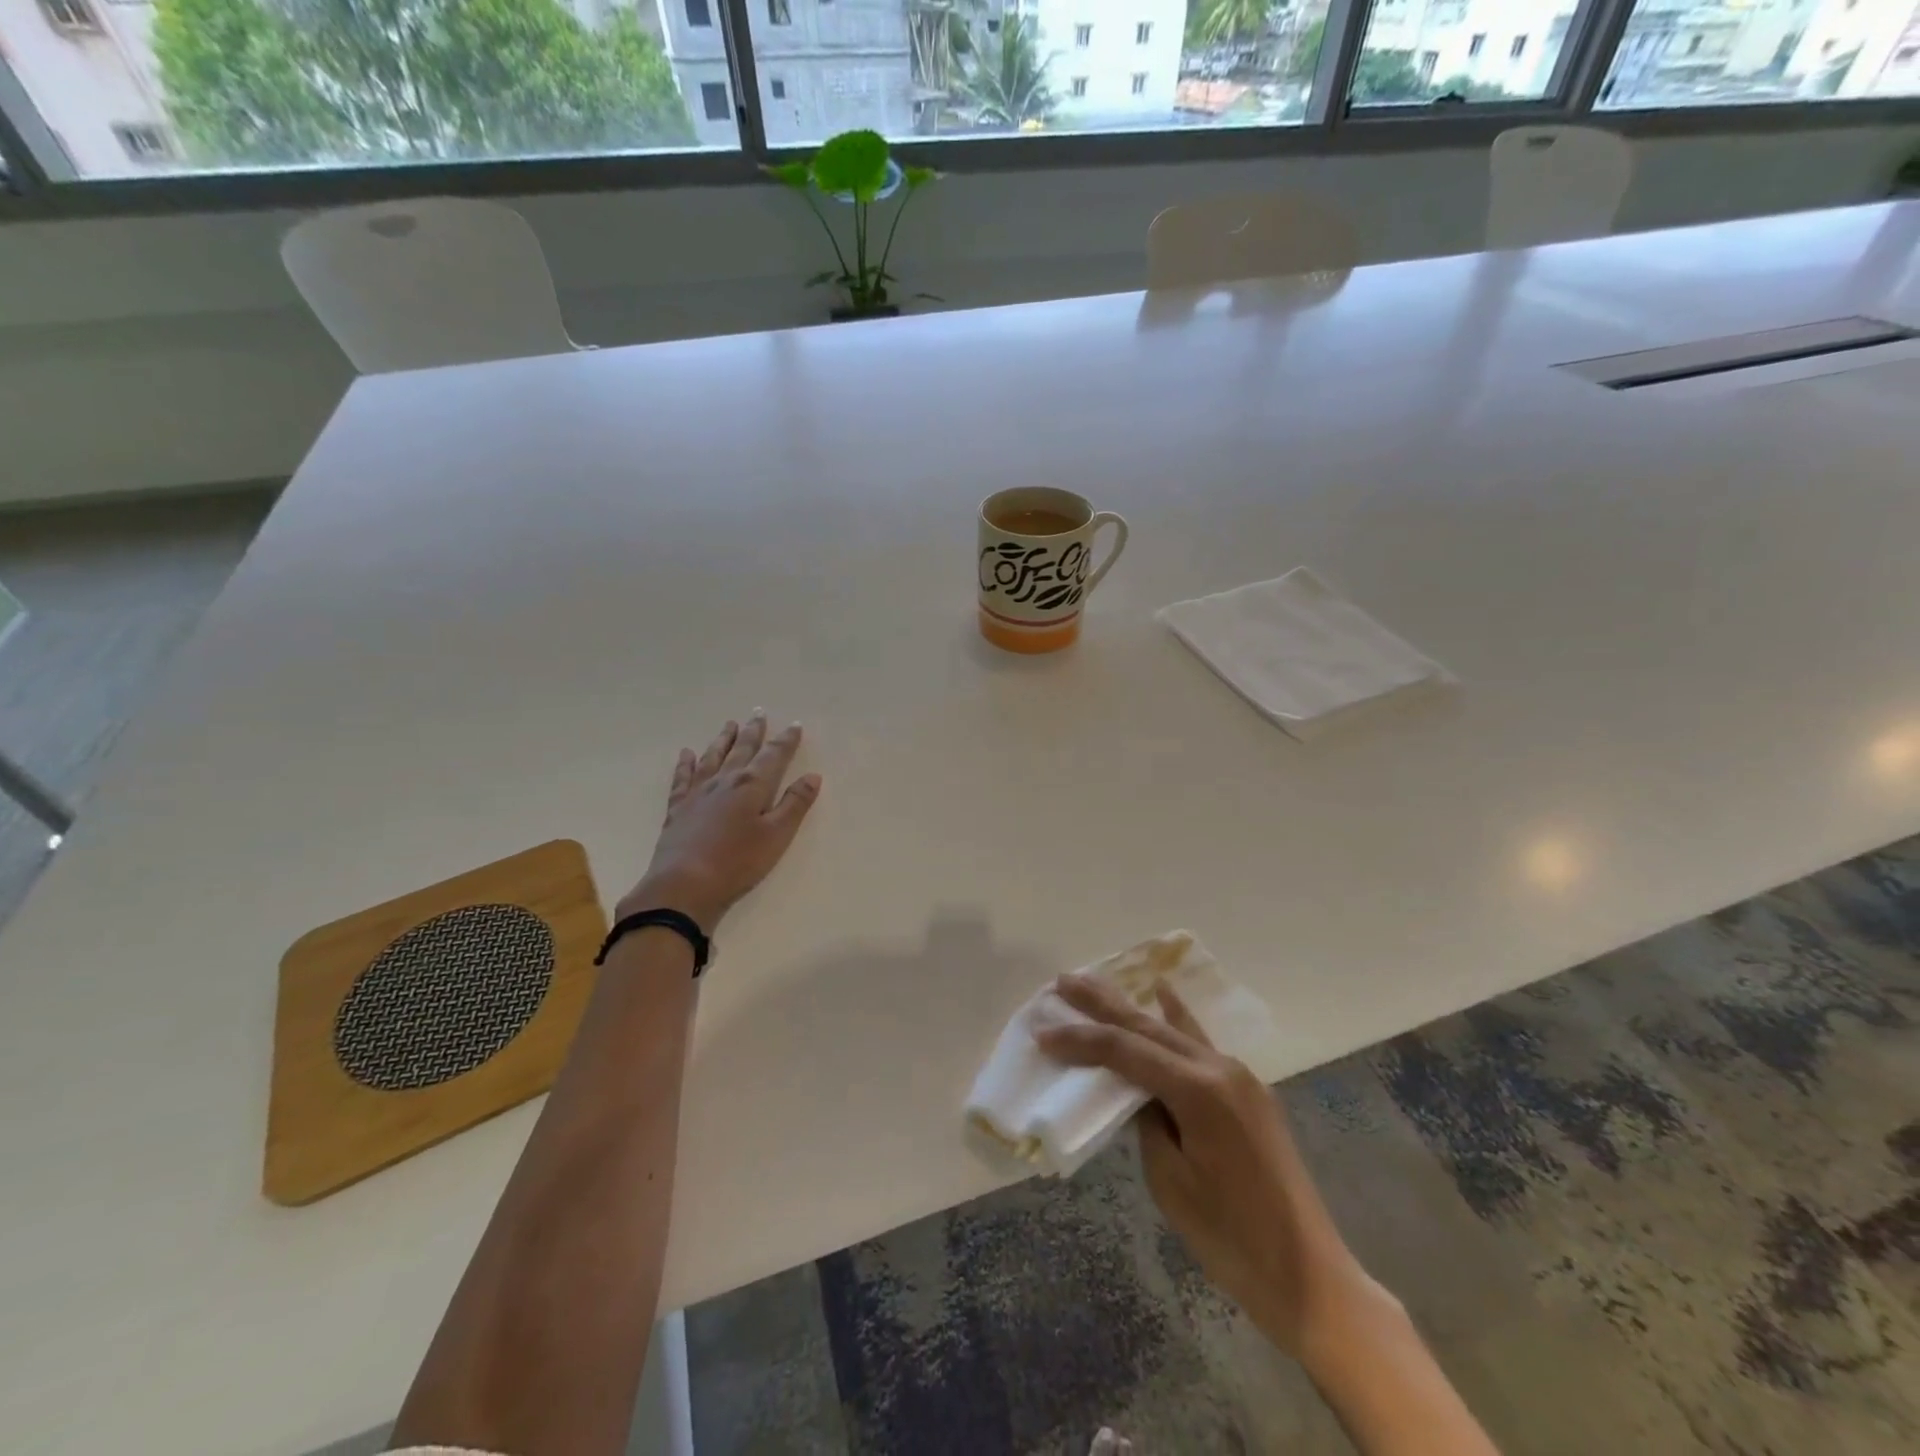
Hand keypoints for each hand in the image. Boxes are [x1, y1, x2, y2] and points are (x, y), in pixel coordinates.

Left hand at [619, 712, 820, 934]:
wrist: (683, 885)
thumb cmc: (737, 862)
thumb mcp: (777, 836)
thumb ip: (794, 804)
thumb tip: (812, 776)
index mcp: (752, 785)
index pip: (774, 755)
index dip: (786, 740)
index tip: (795, 725)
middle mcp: (724, 781)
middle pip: (742, 750)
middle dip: (753, 732)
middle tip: (758, 713)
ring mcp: (697, 793)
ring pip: (713, 757)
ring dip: (723, 740)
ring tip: (729, 724)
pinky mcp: (678, 808)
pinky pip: (682, 778)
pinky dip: (685, 764)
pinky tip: (686, 754)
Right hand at [1035, 973, 1393, 1363]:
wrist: (1309, 1276)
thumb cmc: (1231, 1238)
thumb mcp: (1170, 1181)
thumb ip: (1147, 1121)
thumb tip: (1137, 1092)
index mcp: (1198, 1090)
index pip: (1125, 1051)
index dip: (1080, 1040)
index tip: (1042, 1033)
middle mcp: (1220, 1068)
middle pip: (1148, 1026)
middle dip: (1102, 1003)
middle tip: (1064, 981)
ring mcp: (1239, 1076)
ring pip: (1174, 1029)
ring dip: (1134, 1007)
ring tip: (1101, 982)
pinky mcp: (1247, 1091)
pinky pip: (1201, 1044)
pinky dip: (1176, 1019)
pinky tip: (1164, 995)